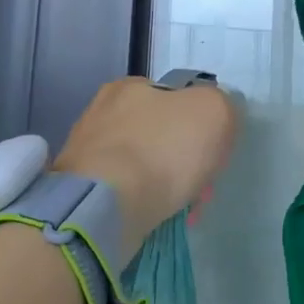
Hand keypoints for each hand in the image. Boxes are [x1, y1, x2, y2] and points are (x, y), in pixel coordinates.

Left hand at [54, 77, 239, 265]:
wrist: (106, 206)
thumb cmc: (162, 150)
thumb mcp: (213, 112)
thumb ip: (222, 105)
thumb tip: (217, 116)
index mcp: (129, 86)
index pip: (176, 99)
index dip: (200, 126)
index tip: (211, 154)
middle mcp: (102, 112)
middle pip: (160, 135)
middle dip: (183, 161)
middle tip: (199, 188)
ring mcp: (87, 153)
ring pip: (142, 166)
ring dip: (165, 185)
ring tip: (181, 210)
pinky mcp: (81, 190)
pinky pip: (123, 193)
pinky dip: (142, 203)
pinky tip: (154, 217)